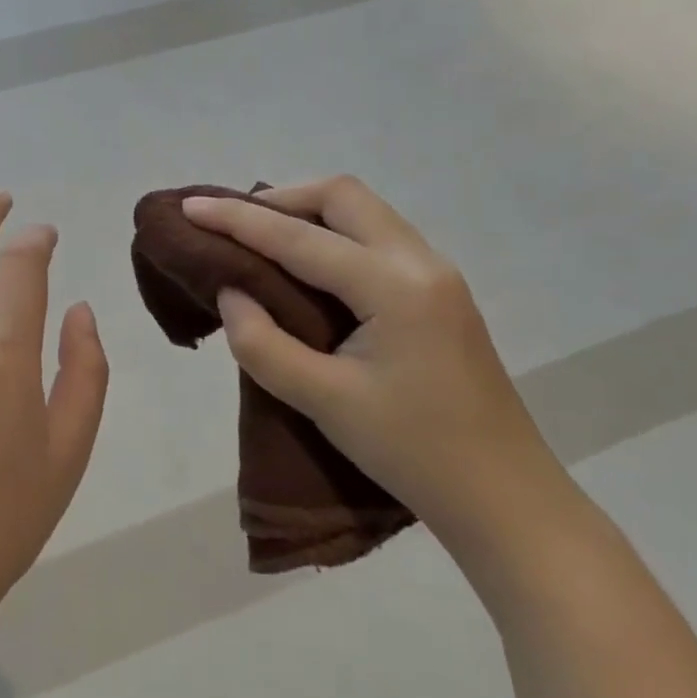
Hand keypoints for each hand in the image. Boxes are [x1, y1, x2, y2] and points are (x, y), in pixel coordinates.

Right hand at [182, 176, 567, 548]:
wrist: (506, 500)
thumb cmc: (414, 453)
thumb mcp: (325, 402)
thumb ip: (263, 343)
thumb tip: (231, 293)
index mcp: (394, 287)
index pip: (300, 238)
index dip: (238, 219)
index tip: (190, 207)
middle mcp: (421, 262)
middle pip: (342, 197)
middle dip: (280, 200)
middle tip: (232, 223)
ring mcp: (437, 275)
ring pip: (364, 212)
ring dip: (309, 213)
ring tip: (261, 237)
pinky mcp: (439, 293)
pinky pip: (377, 236)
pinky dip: (333, 233)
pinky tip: (308, 264)